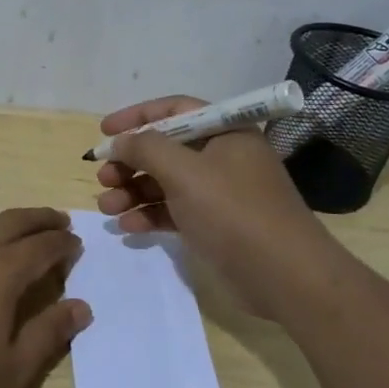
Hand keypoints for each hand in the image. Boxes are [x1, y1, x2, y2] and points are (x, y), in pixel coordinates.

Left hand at [0, 208, 91, 387]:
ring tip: (23, 237)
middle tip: (60, 221)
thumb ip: (49, 334)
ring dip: (10, 227)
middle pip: (14, 221)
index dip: (64, 245)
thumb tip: (81, 307)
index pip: (43, 246)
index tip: (77, 245)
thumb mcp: (12, 370)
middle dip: (41, 218)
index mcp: (1, 271)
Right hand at [94, 96, 341, 319]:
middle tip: (103, 177)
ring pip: (166, 182)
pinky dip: (151, 215)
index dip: (137, 117)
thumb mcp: (185, 173)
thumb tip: (120, 141)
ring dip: (134, 191)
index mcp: (225, 131)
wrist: (285, 276)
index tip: (104, 132)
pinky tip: (127, 227)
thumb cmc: (234, 212)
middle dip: (130, 162)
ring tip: (106, 206)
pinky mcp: (215, 224)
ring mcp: (220, 192)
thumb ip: (146, 149)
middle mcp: (223, 156)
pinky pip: (175, 210)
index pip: (175, 110)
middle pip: (166, 149)